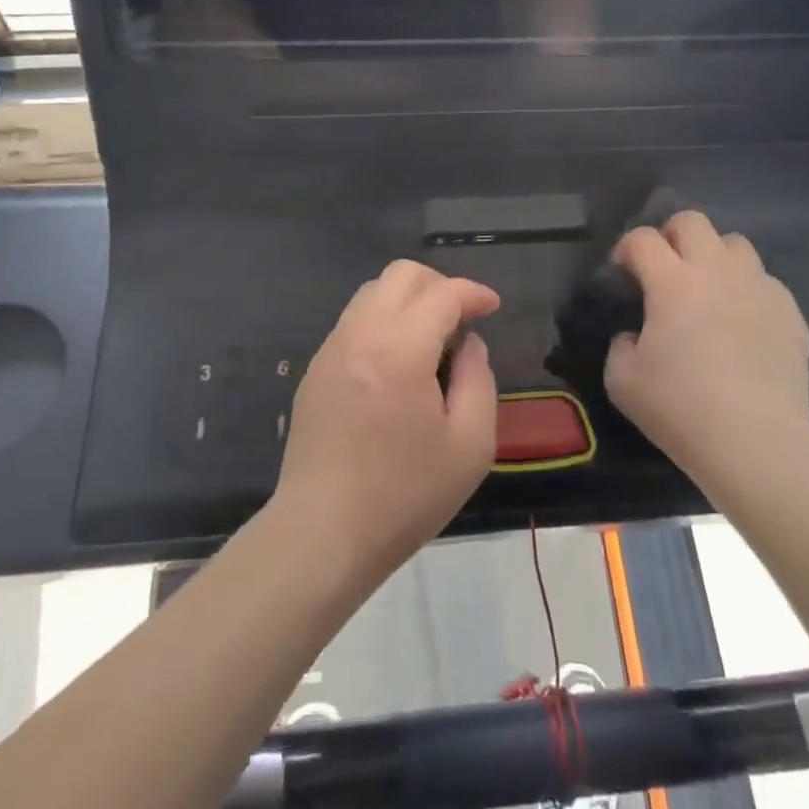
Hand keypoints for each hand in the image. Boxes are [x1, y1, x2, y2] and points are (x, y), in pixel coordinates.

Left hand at [274, 260, 499, 585]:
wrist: (322, 534)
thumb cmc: (404, 495)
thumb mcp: (470, 446)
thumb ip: (478, 380)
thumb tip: (469, 344)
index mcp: (400, 349)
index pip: (442, 293)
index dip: (473, 292)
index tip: (492, 307)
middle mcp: (361, 334)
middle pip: (401, 274)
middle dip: (439, 284)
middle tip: (462, 318)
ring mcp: (332, 349)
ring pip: (373, 292)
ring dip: (408, 300)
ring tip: (431, 340)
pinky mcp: (316, 369)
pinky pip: (354, 321)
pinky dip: (383, 322)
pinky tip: (397, 363)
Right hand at [603, 211, 808, 482]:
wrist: (757, 443)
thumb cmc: (681, 408)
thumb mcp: (622, 380)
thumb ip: (621, 344)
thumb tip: (637, 334)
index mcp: (672, 281)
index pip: (642, 238)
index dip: (626, 248)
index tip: (623, 272)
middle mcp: (716, 271)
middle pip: (692, 221)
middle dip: (671, 235)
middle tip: (666, 267)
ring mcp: (758, 287)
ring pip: (735, 243)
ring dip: (715, 256)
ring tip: (709, 287)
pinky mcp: (790, 311)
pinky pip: (765, 281)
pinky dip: (747, 290)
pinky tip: (742, 322)